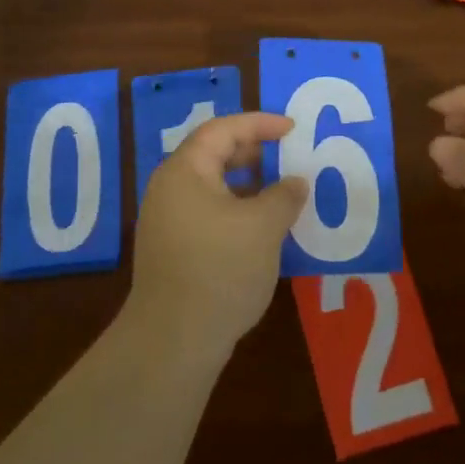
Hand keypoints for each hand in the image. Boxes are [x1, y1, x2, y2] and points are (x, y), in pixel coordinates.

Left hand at [128, 112, 308, 356]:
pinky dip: (237, 209)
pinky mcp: (174, 249)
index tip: (293, 129)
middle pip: (213, 154)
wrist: (174, 339)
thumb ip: (284, 195)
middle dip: (253, 152)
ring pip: (213, 186)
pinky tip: (262, 229)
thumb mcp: (263, 226)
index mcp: (185, 171)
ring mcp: (168, 221)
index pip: (222, 130)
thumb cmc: (220, 268)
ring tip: (281, 192)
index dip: (259, 124)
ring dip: (248, 184)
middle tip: (288, 155)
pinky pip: (209, 212)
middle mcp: (170, 189)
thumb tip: (295, 182)